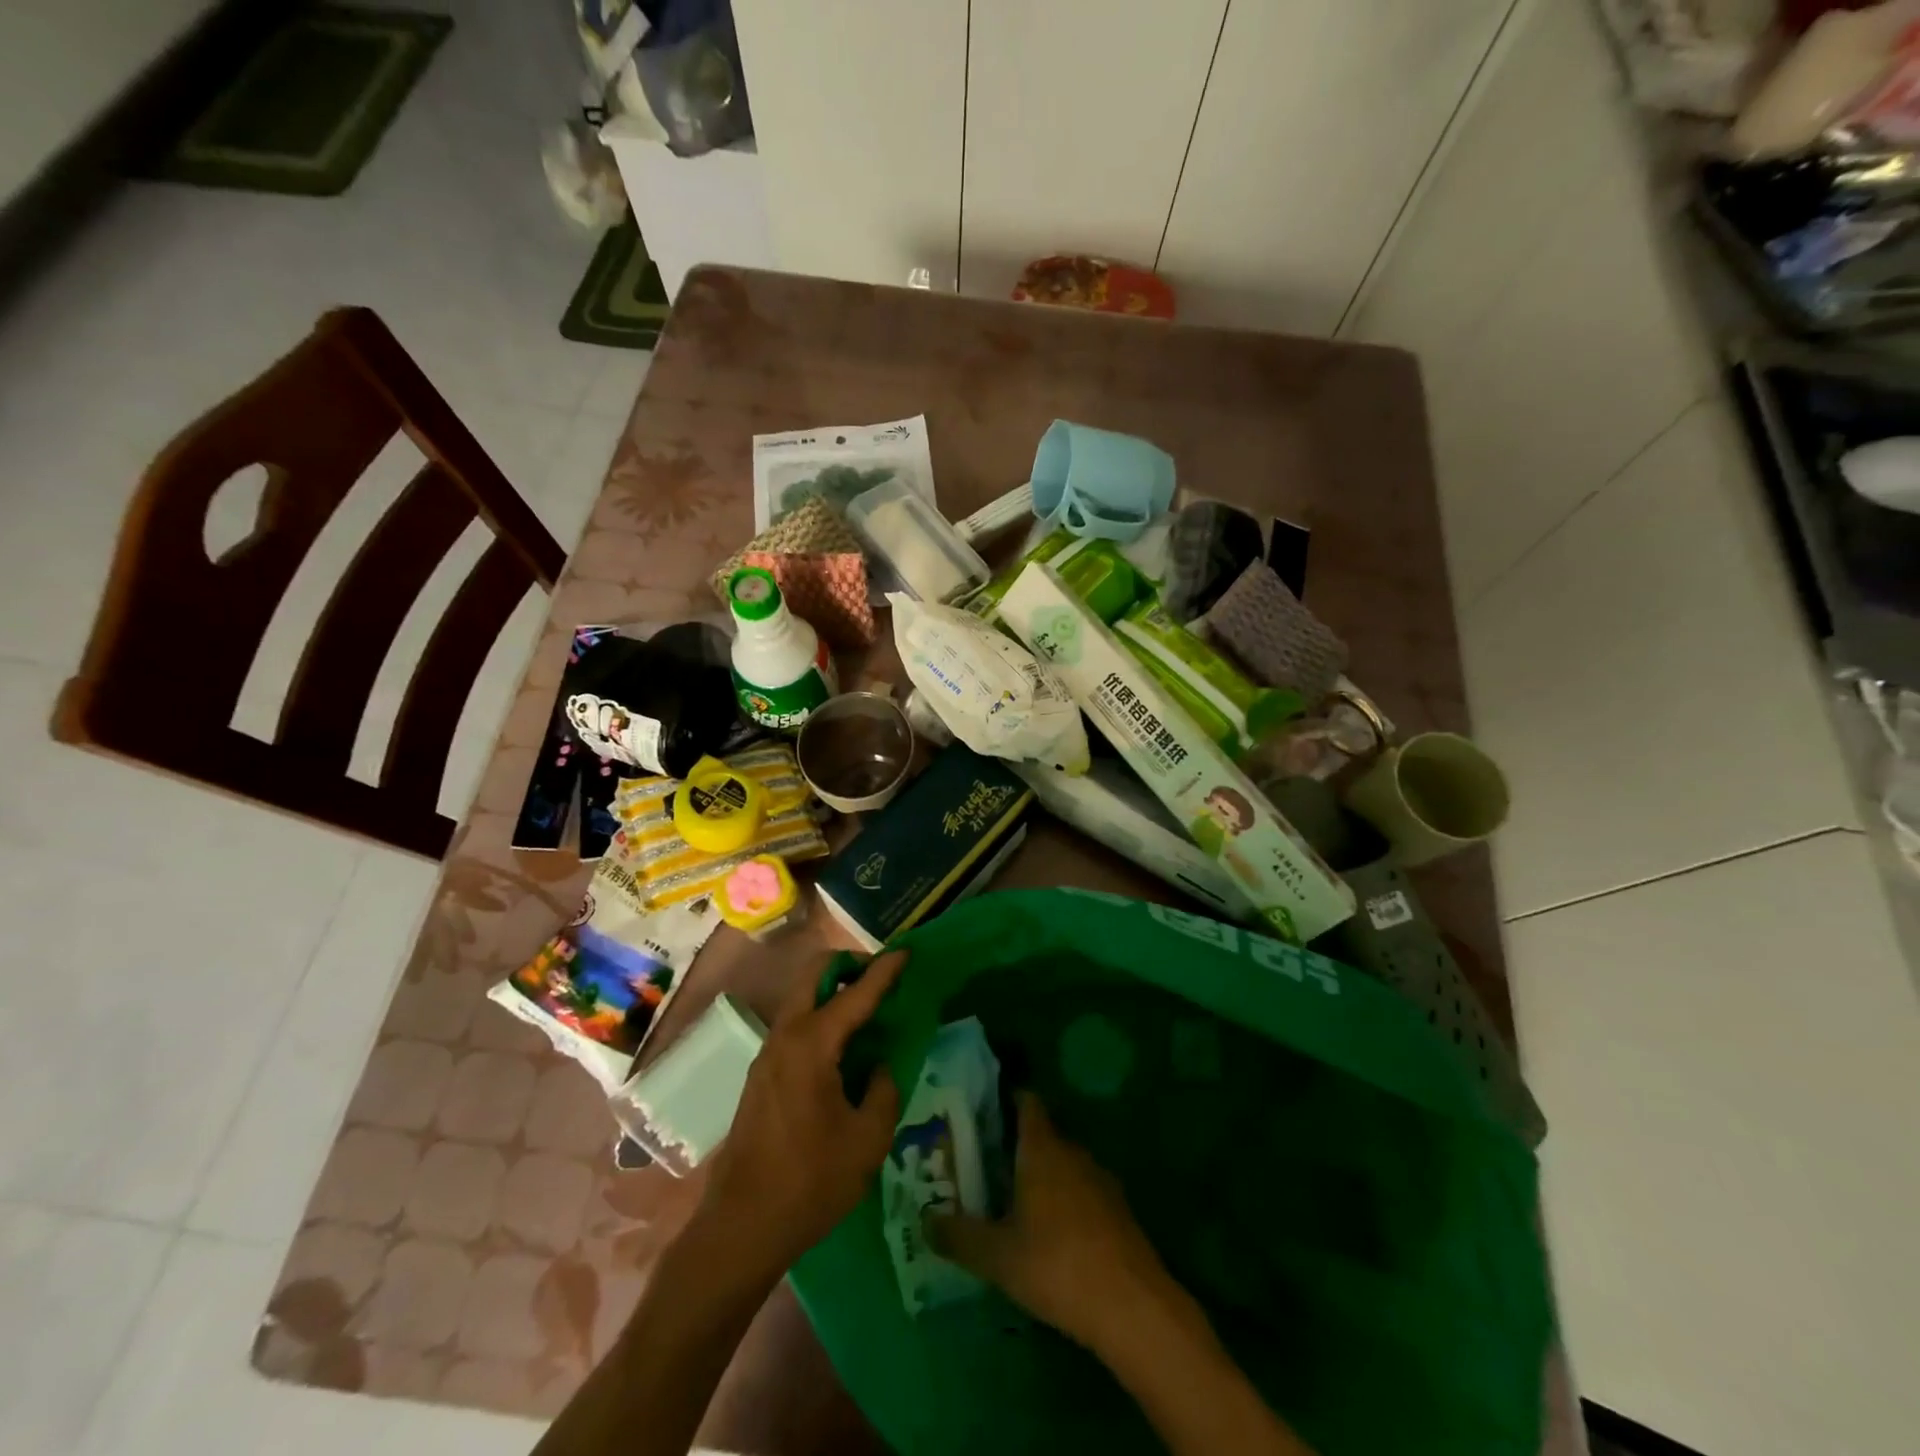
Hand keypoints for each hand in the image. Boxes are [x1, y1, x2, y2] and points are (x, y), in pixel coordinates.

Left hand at [697, 950, 904, 1281]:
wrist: (742, 1226)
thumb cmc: (811, 1181)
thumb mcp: (867, 1139)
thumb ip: (883, 1091)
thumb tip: (878, 1066)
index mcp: (812, 1045)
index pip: (855, 993)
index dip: (884, 970)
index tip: (906, 952)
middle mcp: (785, 1036)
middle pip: (814, 975)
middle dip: (848, 965)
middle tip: (879, 978)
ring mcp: (767, 1054)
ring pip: (801, 998)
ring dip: (831, 990)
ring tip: (866, 1012)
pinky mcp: (760, 1075)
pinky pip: (794, 1024)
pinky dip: (820, 1015)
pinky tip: (841, 1048)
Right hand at [927, 1091, 1172, 1350]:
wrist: (1133, 1305)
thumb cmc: (1057, 1265)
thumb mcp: (997, 1257)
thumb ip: (958, 1236)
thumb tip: (925, 1220)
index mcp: (1042, 1148)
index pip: (1026, 1102)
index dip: (1005, 1100)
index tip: (982, 1114)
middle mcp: (1072, 1151)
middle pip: (1041, 1134)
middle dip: (1014, 1146)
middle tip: (985, 1168)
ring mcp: (1100, 1179)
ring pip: (1062, 1164)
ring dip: (1040, 1176)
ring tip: (1013, 1203)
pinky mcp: (1118, 1209)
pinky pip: (1081, 1190)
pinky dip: (1063, 1200)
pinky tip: (1051, 1235)